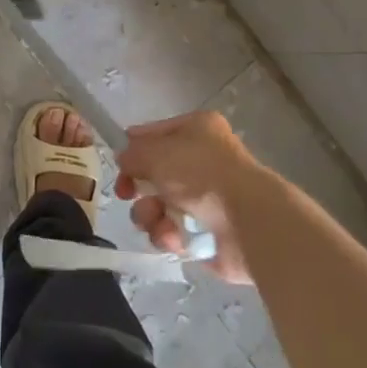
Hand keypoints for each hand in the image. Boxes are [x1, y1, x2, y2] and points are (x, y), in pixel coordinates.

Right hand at [115, 110, 270, 284]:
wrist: (247, 221)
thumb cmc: (201, 173)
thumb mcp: (156, 153)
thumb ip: (133, 154)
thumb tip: (124, 159)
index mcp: (198, 130)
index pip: (157, 133)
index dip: (135, 147)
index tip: (119, 163)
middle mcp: (202, 161)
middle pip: (154, 174)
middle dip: (138, 188)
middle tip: (127, 194)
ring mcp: (205, 200)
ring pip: (159, 206)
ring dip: (150, 214)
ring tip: (157, 219)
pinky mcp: (206, 234)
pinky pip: (172, 232)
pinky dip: (168, 235)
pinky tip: (173, 237)